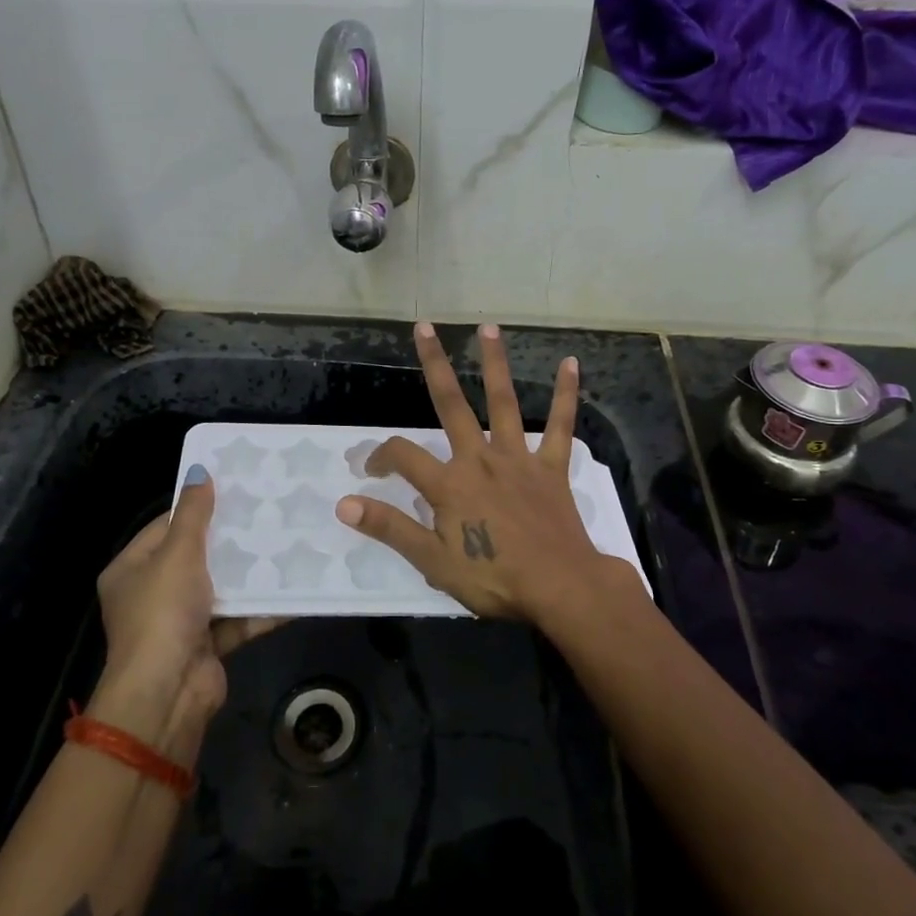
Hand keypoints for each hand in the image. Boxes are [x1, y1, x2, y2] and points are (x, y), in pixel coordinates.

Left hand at [92, 468, 278, 760]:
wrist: (167, 694)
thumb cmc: (163, 613)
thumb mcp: (177, 554)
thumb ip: (194, 514)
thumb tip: (199, 470)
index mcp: (131, 569)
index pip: (166, 527)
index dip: (197, 508)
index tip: (234, 489)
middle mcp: (152, 594)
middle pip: (196, 556)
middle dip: (230, 539)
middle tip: (268, 511)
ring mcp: (181, 622)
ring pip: (221, 587)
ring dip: (250, 572)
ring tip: (287, 541)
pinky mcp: (208, 644)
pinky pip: (238, 617)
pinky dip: (261, 607)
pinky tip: (294, 587)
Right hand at [334, 322, 626, 622]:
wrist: (560, 588)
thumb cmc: (494, 578)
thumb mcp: (432, 561)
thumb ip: (389, 528)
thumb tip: (344, 503)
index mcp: (449, 483)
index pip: (402, 456)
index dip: (380, 456)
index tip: (371, 470)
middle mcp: (480, 459)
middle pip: (451, 404)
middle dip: (435, 364)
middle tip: (425, 326)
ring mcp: (517, 458)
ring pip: (503, 402)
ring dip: (494, 363)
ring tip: (488, 327)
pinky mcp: (550, 467)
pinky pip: (560, 426)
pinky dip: (566, 395)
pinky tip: (571, 364)